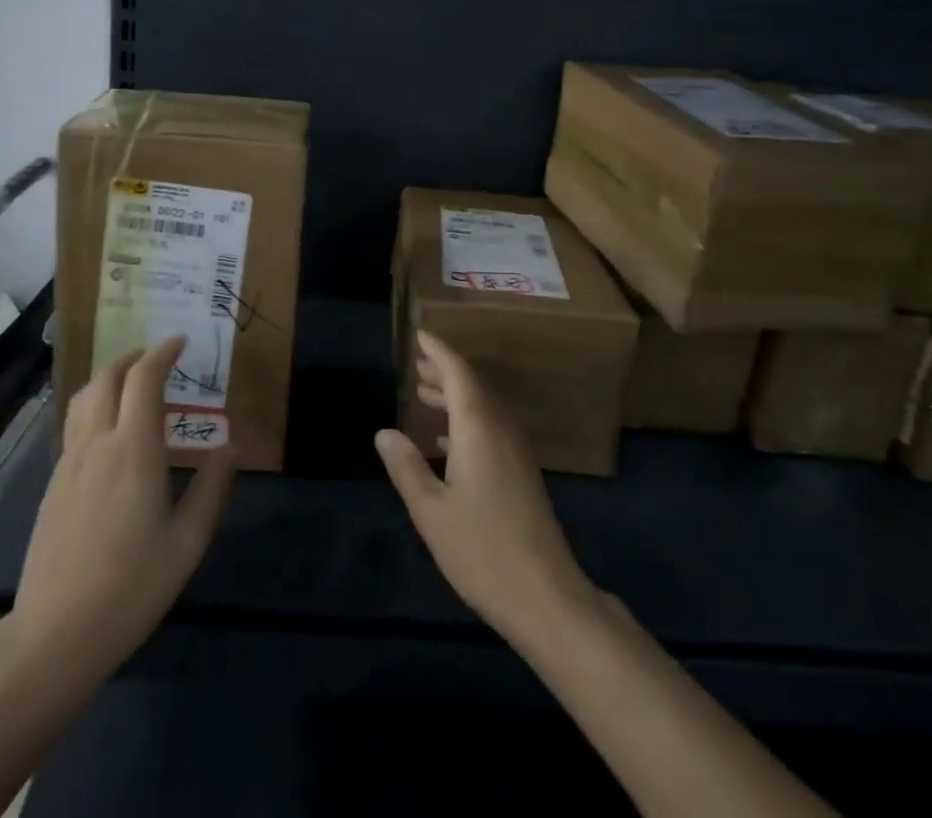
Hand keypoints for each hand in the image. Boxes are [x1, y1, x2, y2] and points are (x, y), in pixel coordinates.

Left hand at [12, 338, 234, 677]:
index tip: (181, 343)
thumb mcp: (188, 542)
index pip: (144, 378)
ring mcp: (68, 463)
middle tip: (158, 359)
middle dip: (133, 358)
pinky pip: (74, 425)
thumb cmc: (131, 587)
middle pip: (107, 378)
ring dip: (109, 378)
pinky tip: (109, 432)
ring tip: (132, 385)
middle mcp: (96, 444)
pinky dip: (95, 406)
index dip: (163, 353)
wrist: (55, 635)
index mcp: (133, 450)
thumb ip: (212, 488)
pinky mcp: (53, 484)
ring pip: (84, 398)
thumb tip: (232, 448)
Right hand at [375, 331, 600, 647]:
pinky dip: (466, 422)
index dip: (438, 352)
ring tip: (425, 394)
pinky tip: (446, 443)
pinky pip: (490, 429)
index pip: (458, 373)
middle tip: (417, 364)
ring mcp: (516, 452)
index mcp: (479, 427)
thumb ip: (406, 467)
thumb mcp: (431, 510)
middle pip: (473, 386)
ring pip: (483, 408)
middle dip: (445, 371)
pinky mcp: (521, 474)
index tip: (420, 334)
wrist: (546, 597)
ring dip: (455, 396)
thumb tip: (385, 431)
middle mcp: (500, 429)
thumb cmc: (482, 550)